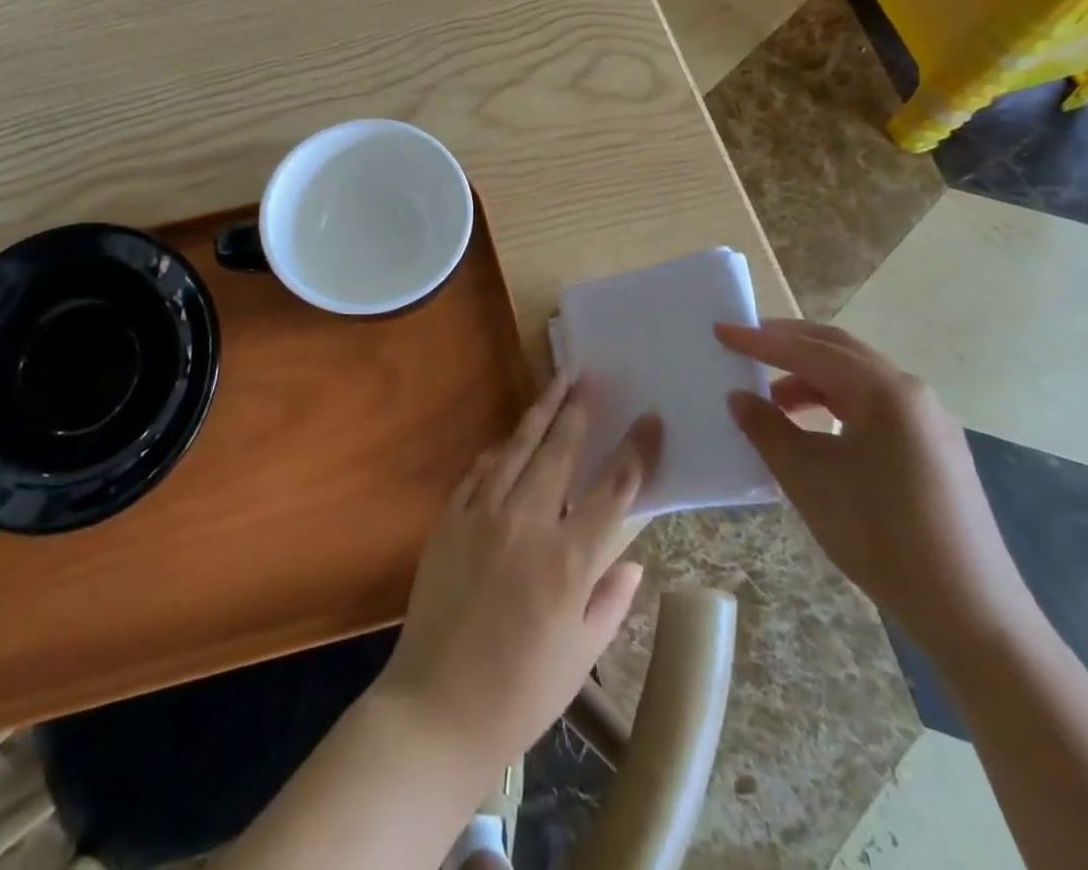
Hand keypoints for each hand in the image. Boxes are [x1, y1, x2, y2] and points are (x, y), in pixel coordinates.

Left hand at [373, 376, 662, 773]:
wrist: (436, 706)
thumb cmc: (520, 694)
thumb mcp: (581, 656)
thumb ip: (610, 600)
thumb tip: (632, 560)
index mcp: (567, 560)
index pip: (613, 489)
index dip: (636, 450)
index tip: (650, 419)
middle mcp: (525, 523)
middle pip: (559, 450)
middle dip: (579, 410)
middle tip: (592, 379)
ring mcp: (482, 514)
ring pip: (517, 448)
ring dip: (540, 413)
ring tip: (558, 384)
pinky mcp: (450, 518)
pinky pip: (479, 471)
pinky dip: (499, 451)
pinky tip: (510, 440)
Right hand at [718, 320, 1035, 658]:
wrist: (971, 613)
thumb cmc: (881, 536)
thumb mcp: (808, 480)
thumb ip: (767, 429)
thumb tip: (739, 397)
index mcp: (884, 392)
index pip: (808, 351)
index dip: (759, 341)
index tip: (720, 329)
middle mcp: (911, 393)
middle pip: (839, 350)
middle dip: (788, 342)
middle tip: (744, 343)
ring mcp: (928, 419)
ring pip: (857, 376)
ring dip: (810, 376)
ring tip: (771, 397)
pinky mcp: (934, 446)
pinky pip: (874, 403)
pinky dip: (835, 400)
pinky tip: (812, 427)